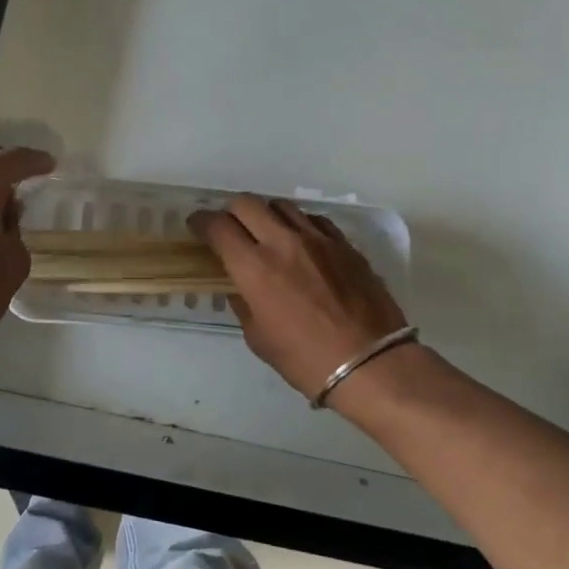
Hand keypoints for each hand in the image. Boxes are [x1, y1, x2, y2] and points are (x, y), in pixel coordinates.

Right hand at [190, 196, 408, 400]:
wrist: (371, 364)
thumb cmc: (306, 360)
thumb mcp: (259, 339)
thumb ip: (244, 304)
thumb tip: (240, 287)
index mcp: (254, 267)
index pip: (218, 227)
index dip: (201, 223)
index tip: (197, 227)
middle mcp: (283, 242)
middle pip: (247, 204)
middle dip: (230, 212)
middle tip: (229, 228)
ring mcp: (318, 239)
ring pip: (281, 206)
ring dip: (265, 215)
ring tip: (265, 232)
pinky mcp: (344, 244)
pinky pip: (314, 220)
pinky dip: (298, 224)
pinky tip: (300, 242)